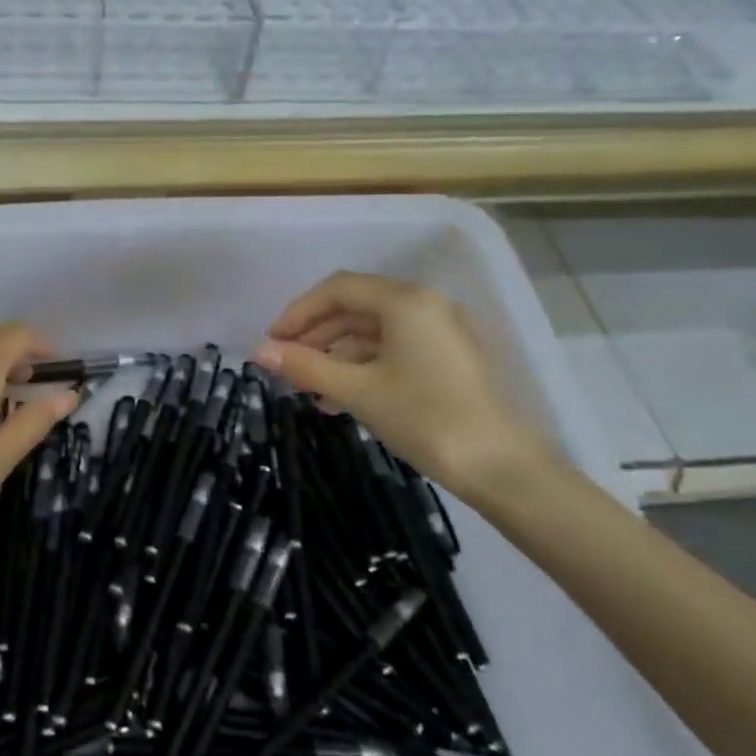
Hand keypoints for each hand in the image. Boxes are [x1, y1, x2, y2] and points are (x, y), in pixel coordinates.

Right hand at [254, 271, 548, 495]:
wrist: (497, 466)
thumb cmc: (424, 418)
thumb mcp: (357, 390)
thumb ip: (306, 365)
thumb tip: (257, 351)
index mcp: (405, 301)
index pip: (339, 289)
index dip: (298, 311)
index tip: (272, 341)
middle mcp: (423, 306)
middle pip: (354, 307)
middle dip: (314, 334)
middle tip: (283, 363)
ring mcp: (436, 332)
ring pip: (371, 332)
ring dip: (334, 354)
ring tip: (306, 387)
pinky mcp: (443, 359)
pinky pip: (390, 350)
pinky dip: (359, 367)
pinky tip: (337, 398)